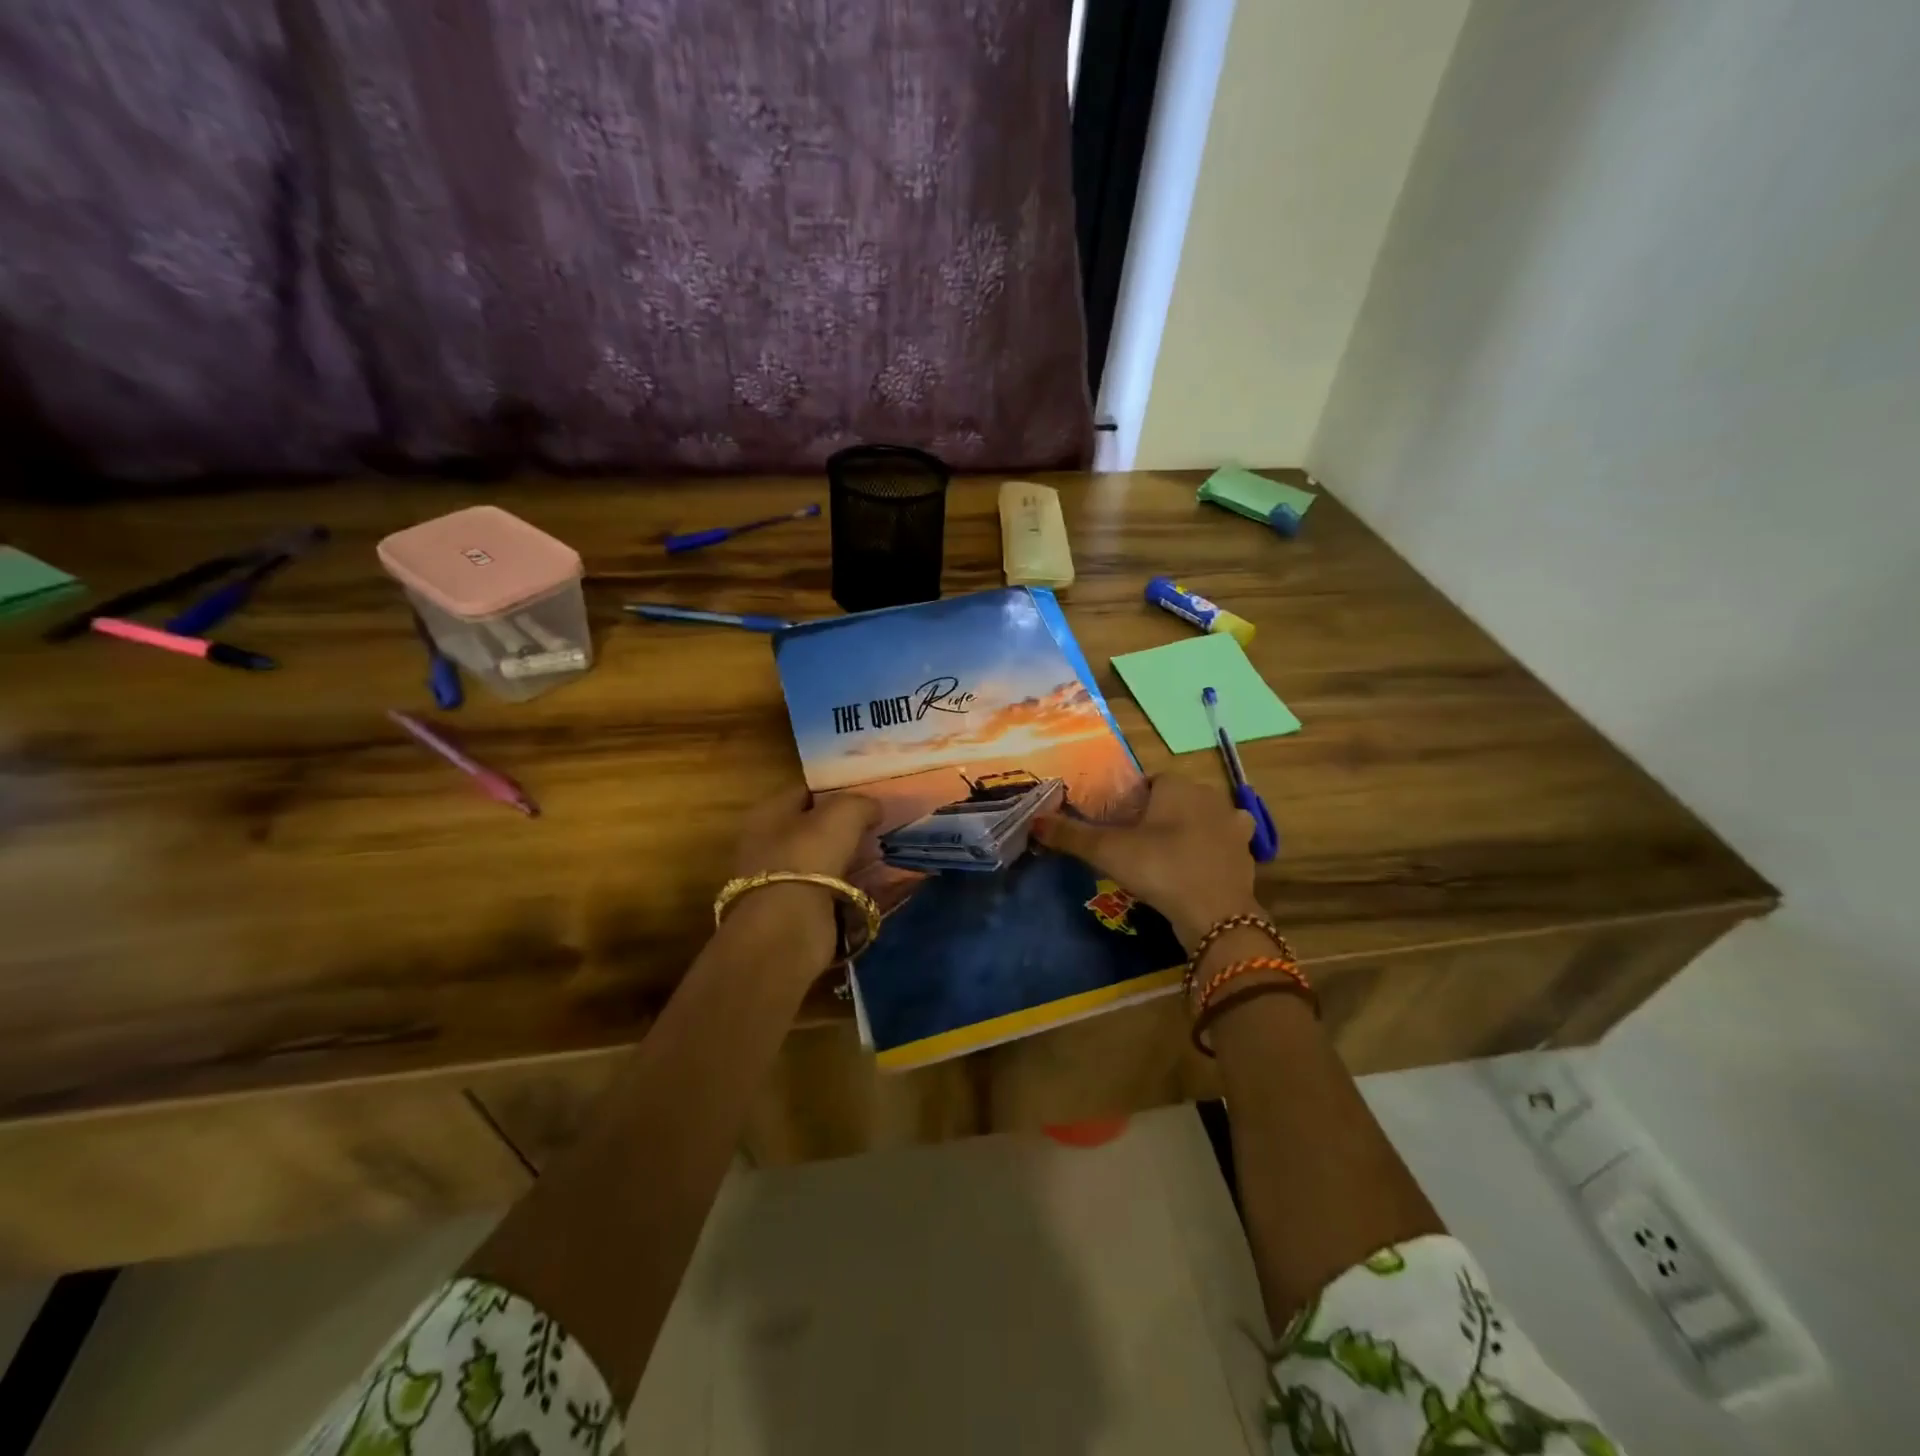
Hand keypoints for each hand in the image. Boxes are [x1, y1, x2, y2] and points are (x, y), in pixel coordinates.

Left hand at [725, 785, 880, 975]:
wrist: (788, 929)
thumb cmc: (809, 857)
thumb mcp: (842, 814)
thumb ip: (861, 803)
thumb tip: (873, 808)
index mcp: (767, 813)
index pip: (806, 792)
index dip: (837, 790)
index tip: (869, 796)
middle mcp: (766, 844)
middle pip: (814, 829)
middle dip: (846, 829)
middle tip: (880, 828)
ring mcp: (779, 881)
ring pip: (825, 862)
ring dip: (852, 861)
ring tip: (886, 856)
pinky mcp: (795, 913)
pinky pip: (833, 893)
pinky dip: (853, 890)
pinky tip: (879, 886)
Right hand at [1032, 774, 1259, 947]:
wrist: (1215, 914)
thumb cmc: (1159, 867)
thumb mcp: (1107, 851)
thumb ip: (1071, 834)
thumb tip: (1034, 821)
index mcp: (1177, 785)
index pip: (1149, 781)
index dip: (1132, 801)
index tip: (1118, 826)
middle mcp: (1210, 796)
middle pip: (1177, 798)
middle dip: (1160, 814)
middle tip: (1138, 844)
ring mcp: (1233, 825)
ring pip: (1205, 819)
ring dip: (1191, 830)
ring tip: (1168, 856)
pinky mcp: (1246, 854)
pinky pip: (1224, 845)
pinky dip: (1211, 853)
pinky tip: (1196, 870)